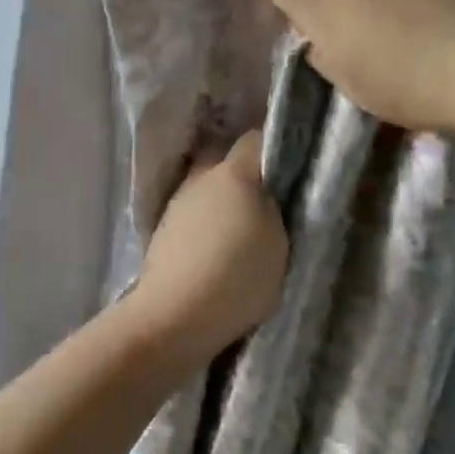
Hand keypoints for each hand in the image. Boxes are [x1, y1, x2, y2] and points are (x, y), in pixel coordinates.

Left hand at [128, 131, 287, 366]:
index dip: (274, 148)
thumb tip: (267, 193)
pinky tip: (216, 245)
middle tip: (268, 197)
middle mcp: (200, 177)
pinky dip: (206, 221)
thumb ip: (274, 207)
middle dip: (244, 172)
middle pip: (225, 159)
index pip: (256, 139)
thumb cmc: (237, 275)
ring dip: (222, 199)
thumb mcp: (279, 242)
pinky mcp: (163, 230)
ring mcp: (177, 202)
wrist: (175, 314)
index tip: (291, 166)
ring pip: (206, 186)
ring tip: (242, 226)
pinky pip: (193, 213)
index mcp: (233, 173)